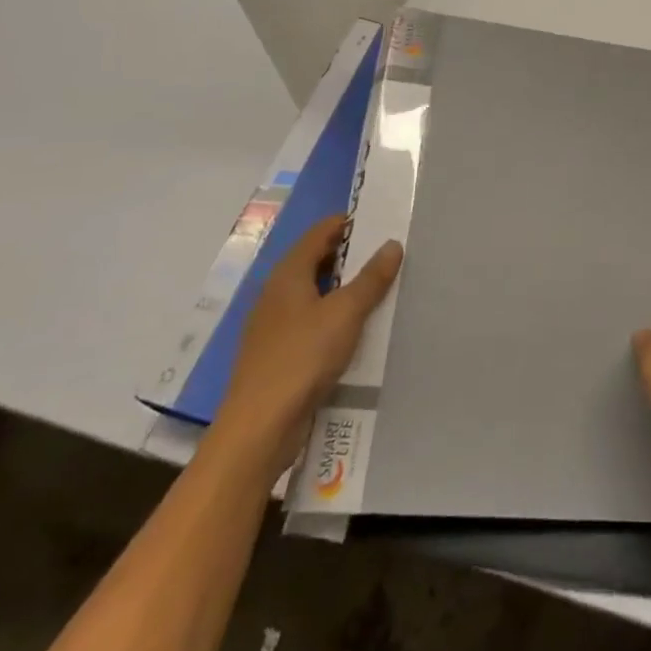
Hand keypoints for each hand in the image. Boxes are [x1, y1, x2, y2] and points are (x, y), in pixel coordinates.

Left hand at [214, 214, 401, 471]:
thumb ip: (370, 278)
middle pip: (315, 262)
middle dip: (349, 257)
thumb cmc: (302, 357)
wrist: (258, 427)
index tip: (380, 224)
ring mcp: (273, 326)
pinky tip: (353, 331)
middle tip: (386, 256)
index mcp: (288, 274)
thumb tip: (391, 244)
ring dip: (342, 290)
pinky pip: (310, 322)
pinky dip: (332, 318)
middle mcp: (276, 293)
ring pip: (313, 294)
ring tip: (377, 291)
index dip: (347, 224)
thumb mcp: (345, 313)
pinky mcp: (276, 355)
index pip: (319, 233)